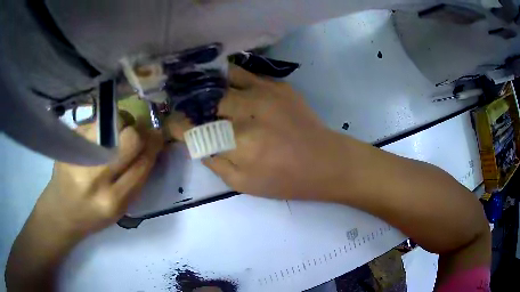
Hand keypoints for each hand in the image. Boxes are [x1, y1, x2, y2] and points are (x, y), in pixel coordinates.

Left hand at [35, 117, 163, 238]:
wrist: (61, 211)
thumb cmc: (93, 215)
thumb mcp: (120, 209)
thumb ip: (136, 180)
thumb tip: (151, 147)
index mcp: (112, 200)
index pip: (141, 164)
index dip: (153, 147)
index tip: (158, 137)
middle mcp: (94, 176)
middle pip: (128, 138)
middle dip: (139, 133)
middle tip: (139, 135)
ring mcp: (79, 155)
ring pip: (112, 123)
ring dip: (122, 126)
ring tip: (117, 136)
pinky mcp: (70, 142)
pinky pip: (97, 123)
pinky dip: (104, 128)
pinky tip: (99, 139)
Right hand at [168, 65, 341, 199]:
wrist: (325, 161)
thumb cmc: (285, 179)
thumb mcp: (244, 184)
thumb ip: (215, 162)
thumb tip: (197, 143)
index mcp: (239, 143)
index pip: (194, 128)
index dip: (178, 125)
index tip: (173, 124)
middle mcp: (248, 111)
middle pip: (206, 100)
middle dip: (192, 105)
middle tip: (188, 109)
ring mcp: (265, 93)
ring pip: (223, 79)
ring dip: (208, 85)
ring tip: (201, 90)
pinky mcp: (278, 85)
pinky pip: (245, 74)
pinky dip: (229, 78)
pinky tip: (224, 83)